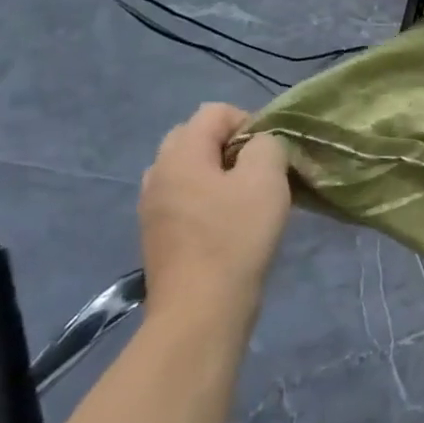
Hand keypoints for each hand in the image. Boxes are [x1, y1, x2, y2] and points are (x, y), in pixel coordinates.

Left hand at [139, 103, 291, 331]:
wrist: (201, 310)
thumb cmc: (235, 237)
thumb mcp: (266, 179)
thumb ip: (267, 146)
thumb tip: (260, 146)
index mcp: (180, 154)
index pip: (214, 112)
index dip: (249, 122)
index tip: (270, 154)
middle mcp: (158, 174)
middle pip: (195, 137)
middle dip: (231, 146)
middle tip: (259, 173)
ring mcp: (152, 206)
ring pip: (189, 171)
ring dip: (219, 175)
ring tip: (246, 200)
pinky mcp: (158, 235)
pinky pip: (185, 199)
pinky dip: (208, 201)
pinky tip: (229, 226)